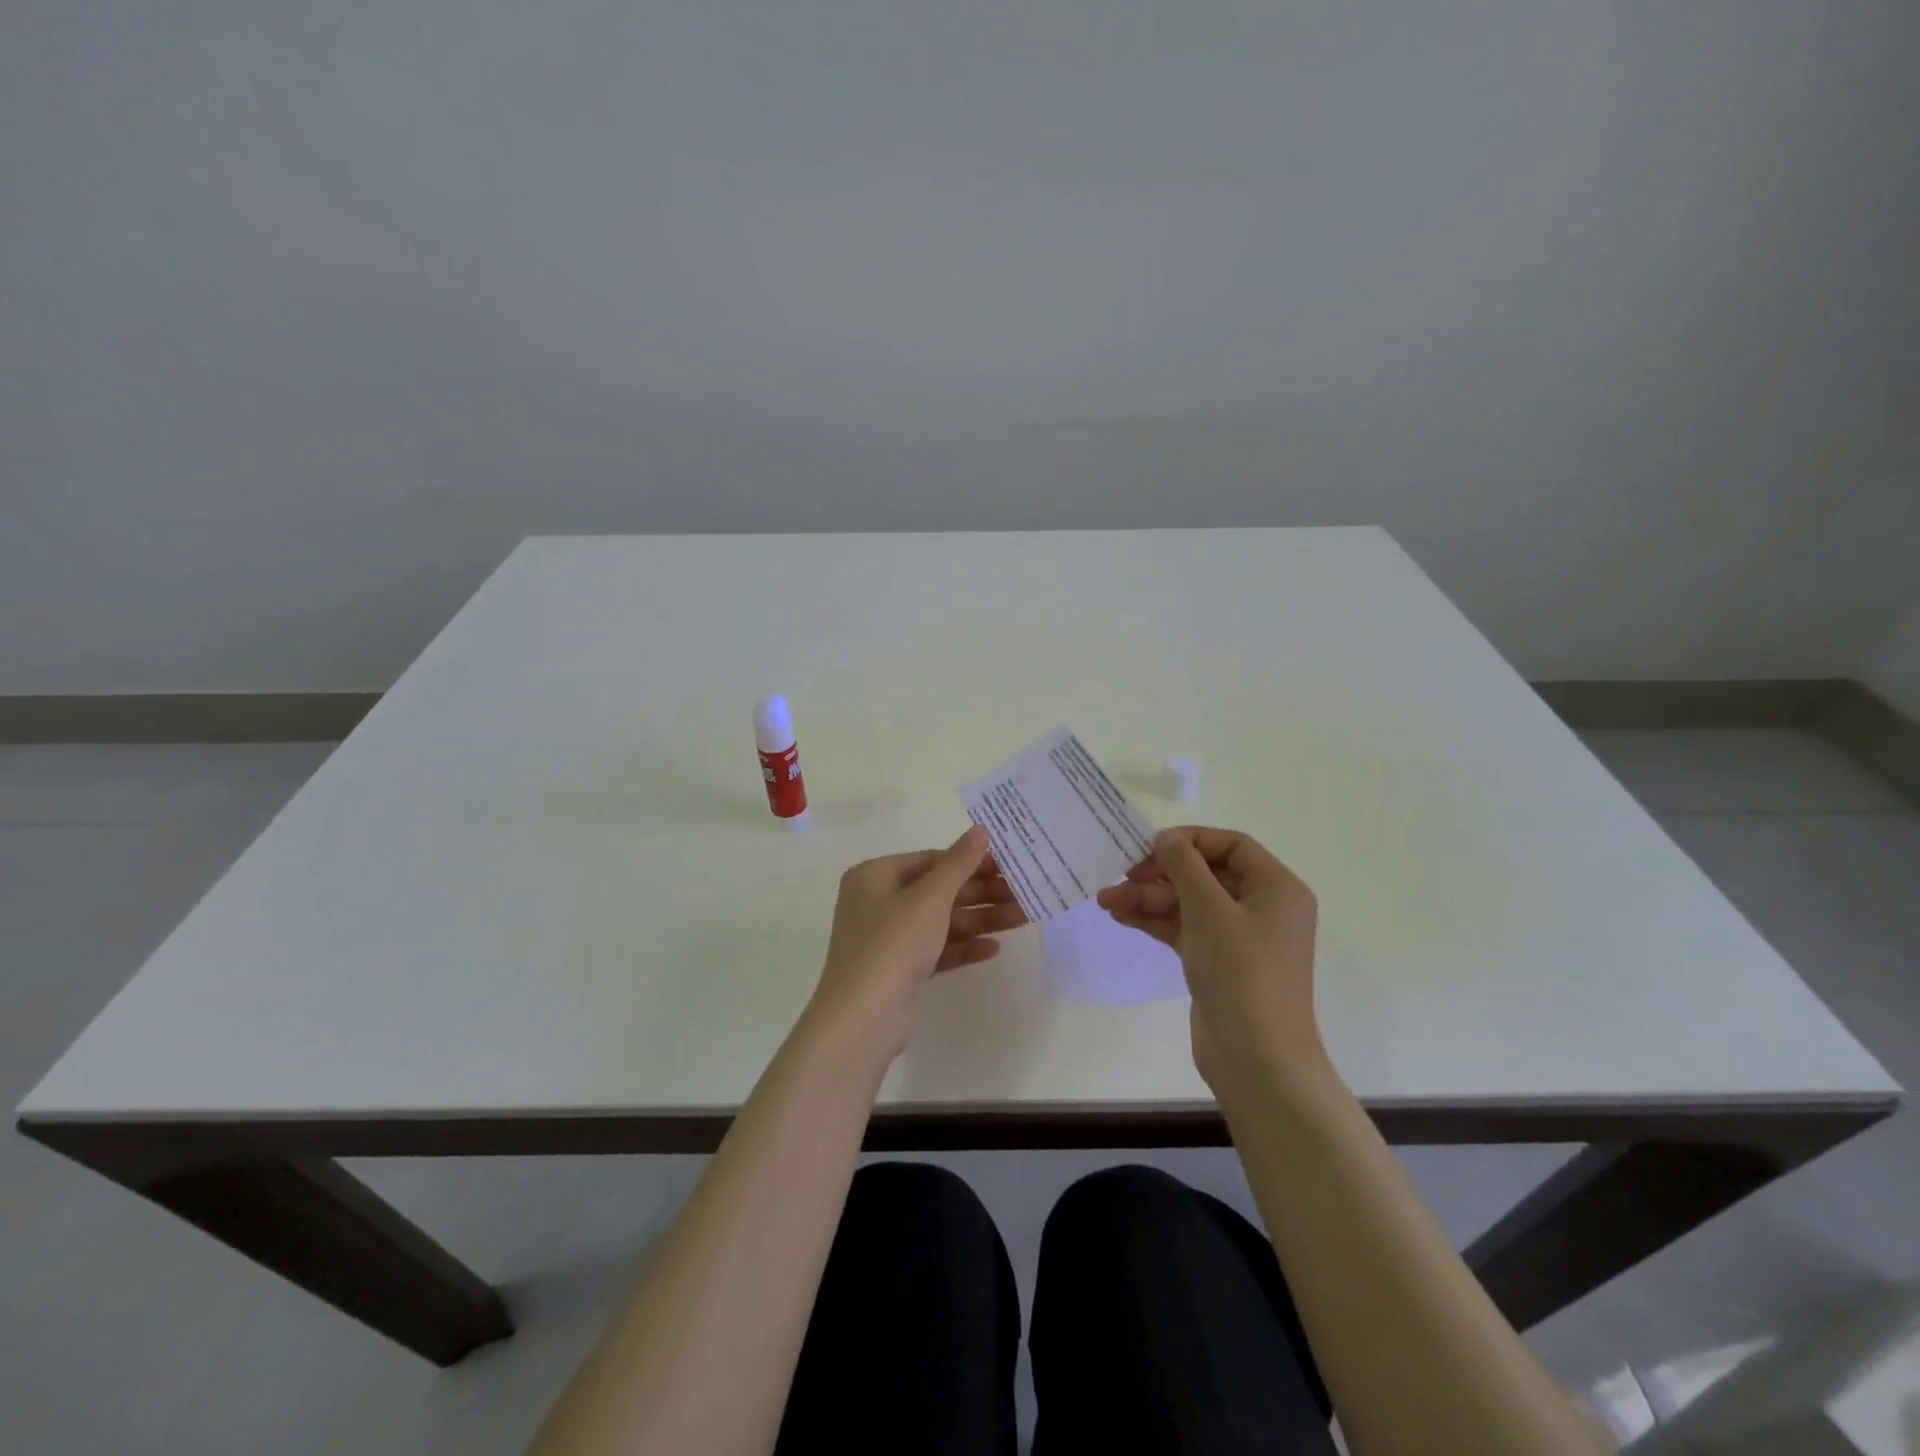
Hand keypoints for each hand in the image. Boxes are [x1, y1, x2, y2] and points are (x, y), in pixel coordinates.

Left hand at [808, 826, 1024, 1059]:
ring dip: (979, 919)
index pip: (929, 860)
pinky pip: (935, 949)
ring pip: (940, 921)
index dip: (969, 861)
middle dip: (980, 893)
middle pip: (937, 891)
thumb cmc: (892, 944)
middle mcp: (877, 902)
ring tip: (1022, 918)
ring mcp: (887, 939)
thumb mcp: (929, 898)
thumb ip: (958, 864)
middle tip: (1022, 892)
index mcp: (874, 876)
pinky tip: (993, 948)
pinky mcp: (899, 971)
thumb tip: (980, 830)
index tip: (1007, 865)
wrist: (863, 1019)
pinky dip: (962, 946)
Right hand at [1097, 827, 1324, 1090]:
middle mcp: (1262, 907)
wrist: (1257, 1060)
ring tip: (1106, 901)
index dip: (1190, 840)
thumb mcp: (1210, 910)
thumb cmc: (1241, 973)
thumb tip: (1166, 838)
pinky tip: (1121, 917)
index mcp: (1276, 888)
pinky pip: (1185, 929)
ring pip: (1189, 903)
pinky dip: (1156, 921)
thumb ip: (1184, 866)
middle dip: (1159, 875)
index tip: (1151, 847)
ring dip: (1149, 898)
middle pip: (1205, 874)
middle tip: (1121, 877)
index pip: (1231, 845)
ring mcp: (1240, 937)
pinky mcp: (1219, 963)